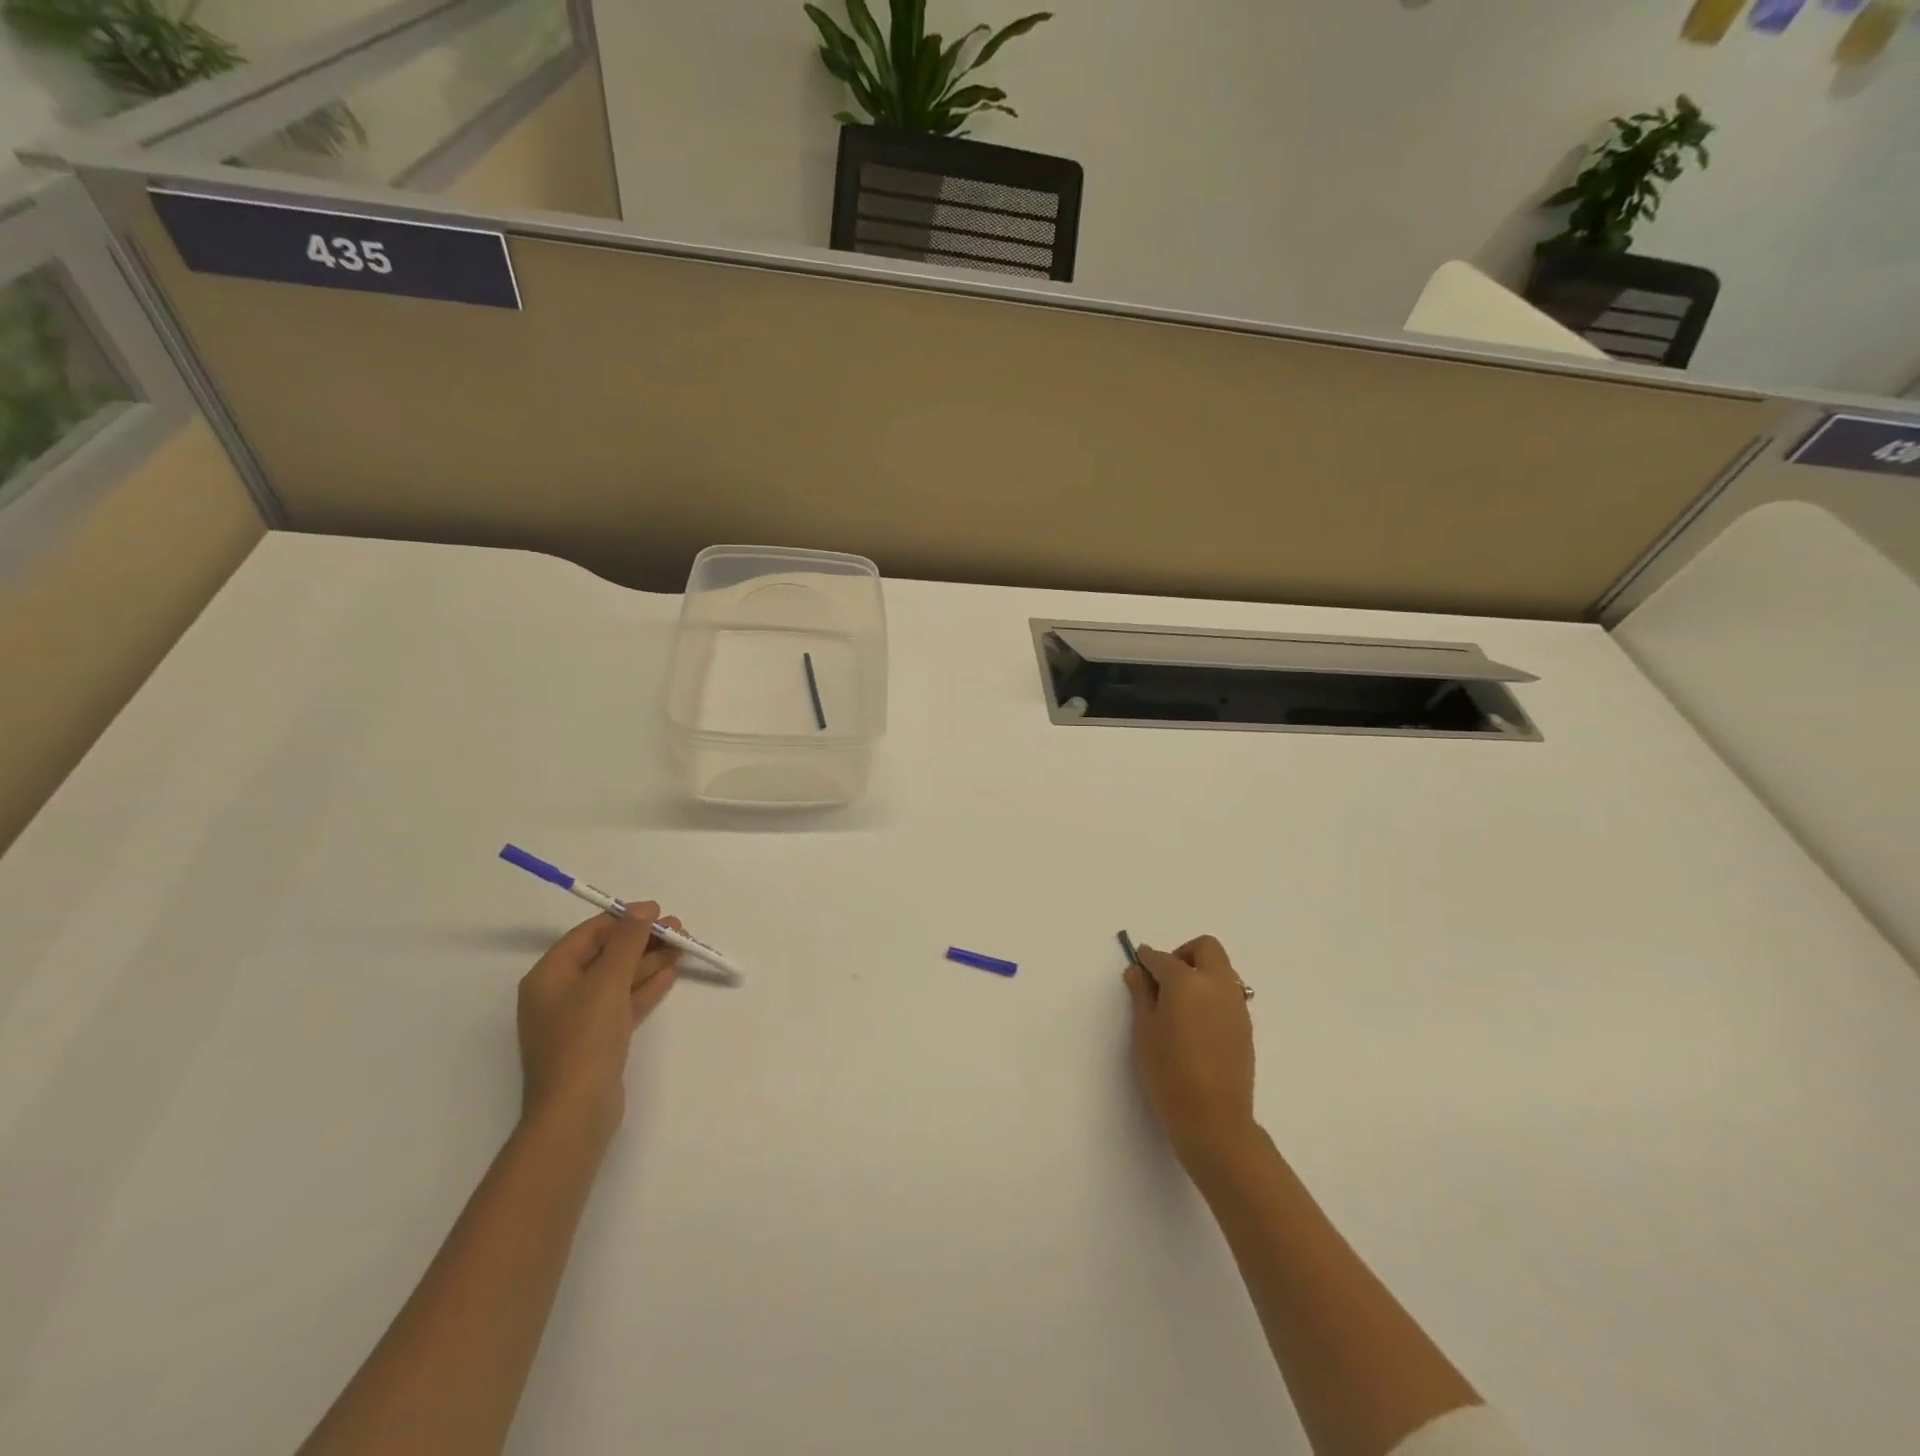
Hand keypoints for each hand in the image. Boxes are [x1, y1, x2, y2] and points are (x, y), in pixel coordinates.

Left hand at [517, 902, 681, 1137]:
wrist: (577, 1111)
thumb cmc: (585, 1037)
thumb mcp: (608, 980)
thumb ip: (628, 940)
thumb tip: (644, 908)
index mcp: (550, 975)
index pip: (589, 934)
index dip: (625, 919)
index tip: (659, 912)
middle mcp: (560, 993)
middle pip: (606, 954)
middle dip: (642, 940)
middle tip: (679, 930)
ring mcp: (579, 1018)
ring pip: (618, 978)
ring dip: (649, 961)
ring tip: (683, 946)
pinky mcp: (598, 1039)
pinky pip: (623, 1002)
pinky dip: (645, 987)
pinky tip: (670, 973)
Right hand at [1123, 935, 1257, 1164]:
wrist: (1214, 1119)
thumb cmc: (1169, 1073)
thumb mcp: (1145, 1031)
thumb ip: (1141, 995)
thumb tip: (1137, 970)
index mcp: (1187, 982)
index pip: (1163, 958)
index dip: (1147, 959)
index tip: (1138, 966)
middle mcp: (1216, 984)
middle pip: (1205, 948)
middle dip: (1183, 954)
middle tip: (1164, 979)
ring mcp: (1236, 1004)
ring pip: (1221, 968)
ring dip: (1201, 972)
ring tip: (1181, 1002)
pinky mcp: (1246, 1024)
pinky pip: (1229, 992)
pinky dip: (1212, 992)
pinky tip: (1197, 1021)